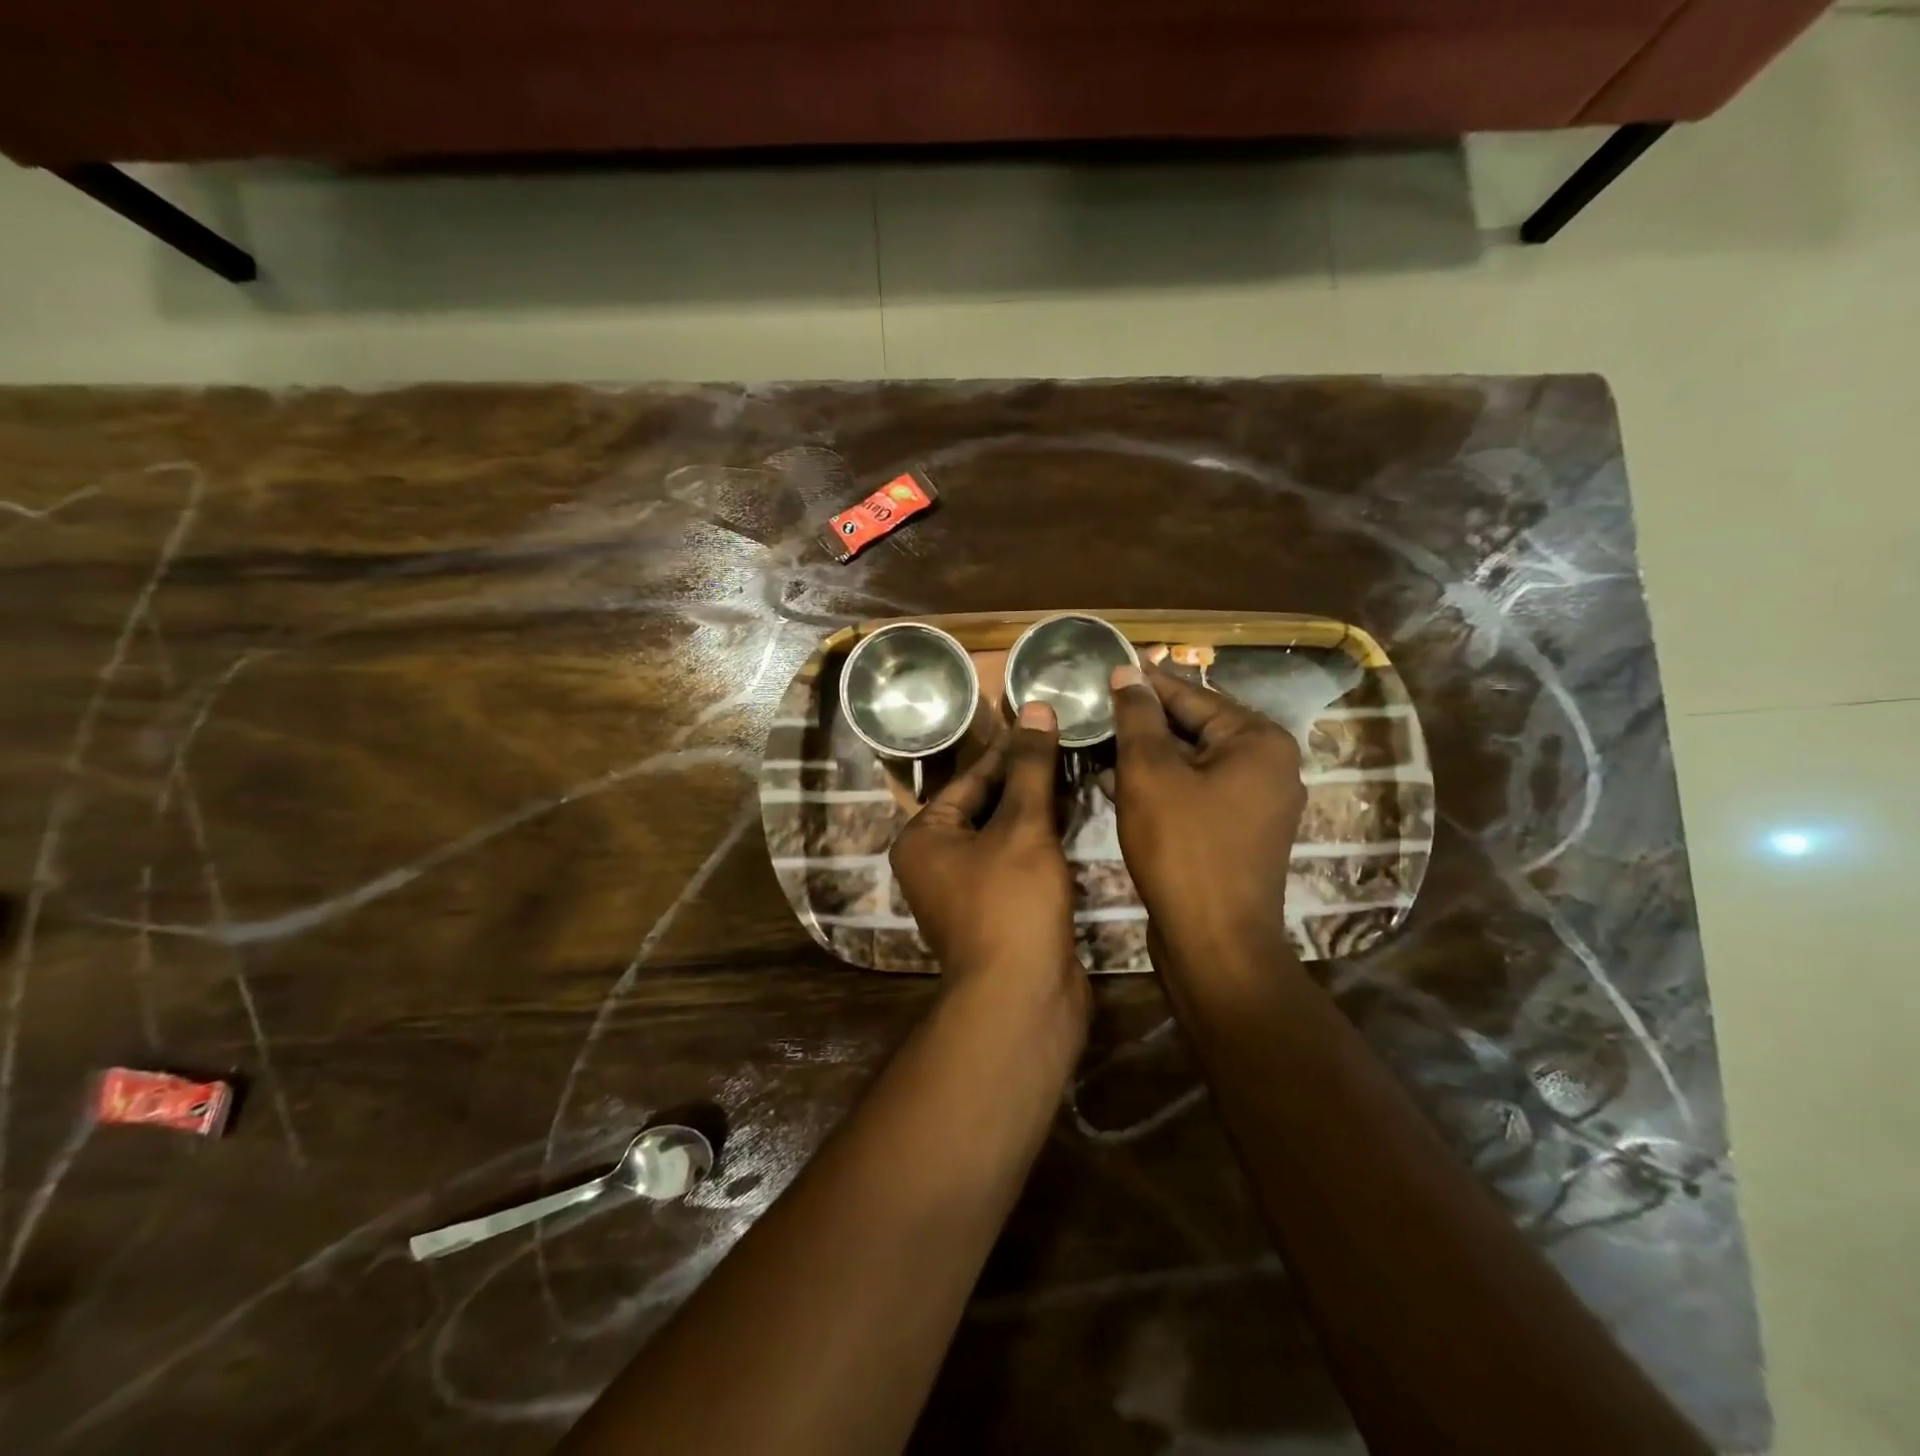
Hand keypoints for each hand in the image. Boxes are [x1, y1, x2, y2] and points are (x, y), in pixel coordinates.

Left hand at [890, 703, 1086, 1006]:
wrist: (1023, 999)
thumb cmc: (1011, 903)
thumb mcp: (1022, 827)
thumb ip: (1030, 767)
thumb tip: (1036, 707)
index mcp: (924, 836)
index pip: (971, 778)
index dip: (1010, 748)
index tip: (1044, 719)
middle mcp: (937, 860)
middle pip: (987, 804)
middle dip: (1027, 777)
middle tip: (1069, 739)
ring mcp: (968, 888)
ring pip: (1006, 833)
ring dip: (1039, 806)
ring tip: (1079, 767)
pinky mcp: (999, 908)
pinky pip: (1018, 860)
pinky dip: (1043, 839)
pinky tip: (1075, 814)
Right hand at [1108, 664, 1304, 953]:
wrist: (1214, 942)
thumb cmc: (1182, 848)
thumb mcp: (1149, 773)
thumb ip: (1138, 717)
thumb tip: (1128, 673)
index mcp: (1257, 740)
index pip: (1191, 695)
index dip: (1143, 684)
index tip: (1104, 670)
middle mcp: (1268, 765)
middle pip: (1194, 727)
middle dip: (1143, 721)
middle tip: (1094, 709)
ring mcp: (1257, 802)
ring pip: (1192, 762)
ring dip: (1147, 754)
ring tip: (1098, 742)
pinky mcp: (1238, 832)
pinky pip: (1196, 791)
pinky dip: (1162, 784)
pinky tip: (1119, 782)